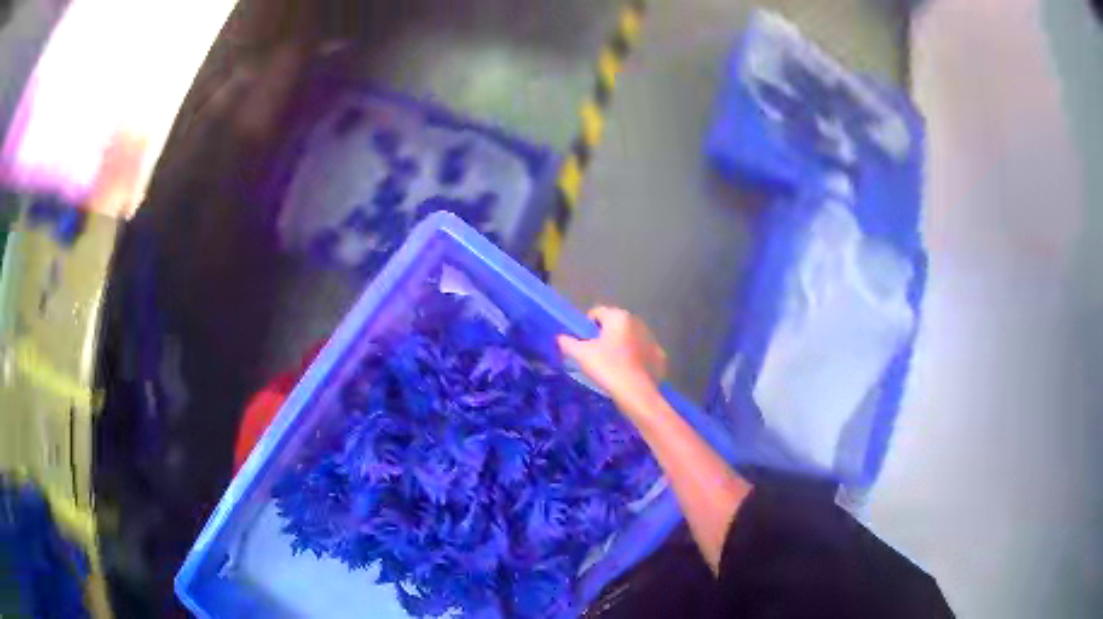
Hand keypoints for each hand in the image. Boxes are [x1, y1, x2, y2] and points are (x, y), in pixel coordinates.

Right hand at [558, 307, 667, 413]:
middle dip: (605, 336)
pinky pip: (643, 354)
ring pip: (631, 338)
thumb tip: (561, 338)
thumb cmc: (607, 368)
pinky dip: (636, 360)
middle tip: (596, 356)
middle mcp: (637, 322)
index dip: (586, 326)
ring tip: (612, 366)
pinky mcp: (660, 356)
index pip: (597, 313)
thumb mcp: (581, 355)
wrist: (636, 394)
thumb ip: (568, 343)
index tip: (583, 343)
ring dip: (622, 347)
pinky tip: (628, 374)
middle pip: (615, 325)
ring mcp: (651, 339)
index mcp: (619, 317)